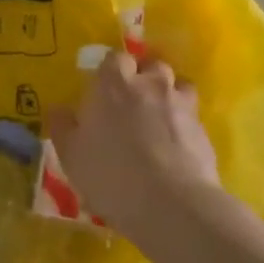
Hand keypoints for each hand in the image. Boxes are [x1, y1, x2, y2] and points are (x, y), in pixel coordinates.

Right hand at [50, 49, 244, 256]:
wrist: (171, 204)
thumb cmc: (110, 173)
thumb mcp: (70, 154)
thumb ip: (62, 126)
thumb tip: (59, 109)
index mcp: (113, 84)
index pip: (115, 58)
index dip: (111, 70)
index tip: (103, 88)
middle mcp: (150, 85)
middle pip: (151, 65)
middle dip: (143, 76)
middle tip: (131, 100)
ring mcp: (182, 106)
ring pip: (178, 85)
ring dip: (168, 94)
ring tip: (158, 117)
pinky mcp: (204, 130)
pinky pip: (192, 115)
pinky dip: (183, 122)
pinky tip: (173, 144)